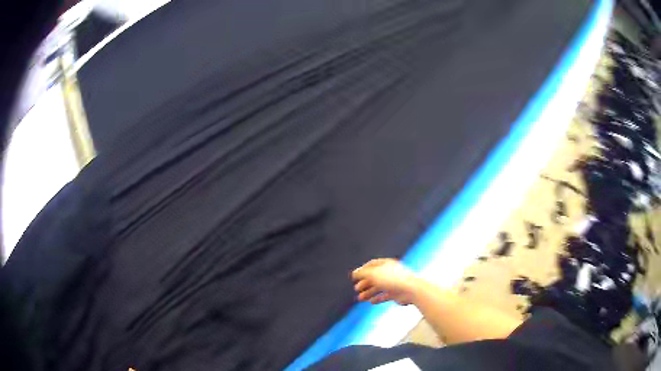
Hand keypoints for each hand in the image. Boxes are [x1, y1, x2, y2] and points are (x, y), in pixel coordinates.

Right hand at [351, 258, 418, 304]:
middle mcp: (390, 272)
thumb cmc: (393, 280)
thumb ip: (362, 273)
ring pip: (379, 287)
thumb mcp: (373, 274)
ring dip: (369, 293)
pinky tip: (371, 302)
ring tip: (360, 299)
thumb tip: (353, 273)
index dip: (363, 270)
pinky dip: (378, 298)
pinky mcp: (397, 293)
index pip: (372, 265)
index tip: (355, 276)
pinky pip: (385, 296)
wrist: (411, 290)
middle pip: (375, 277)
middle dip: (365, 283)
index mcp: (386, 264)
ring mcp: (394, 283)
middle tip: (356, 289)